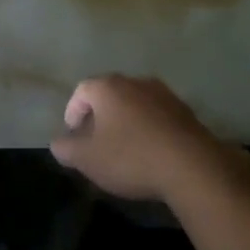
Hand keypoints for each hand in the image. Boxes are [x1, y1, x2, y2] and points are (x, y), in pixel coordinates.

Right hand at [51, 75, 249, 204]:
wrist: (192, 167)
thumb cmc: (131, 157)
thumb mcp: (88, 159)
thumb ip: (66, 149)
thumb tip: (57, 143)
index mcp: (107, 87)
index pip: (81, 90)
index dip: (73, 111)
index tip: (73, 133)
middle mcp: (134, 82)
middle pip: (109, 93)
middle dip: (100, 114)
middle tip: (96, 139)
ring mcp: (163, 94)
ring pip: (135, 103)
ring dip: (127, 120)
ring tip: (125, 146)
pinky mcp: (185, 111)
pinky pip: (158, 115)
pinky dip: (149, 128)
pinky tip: (151, 151)